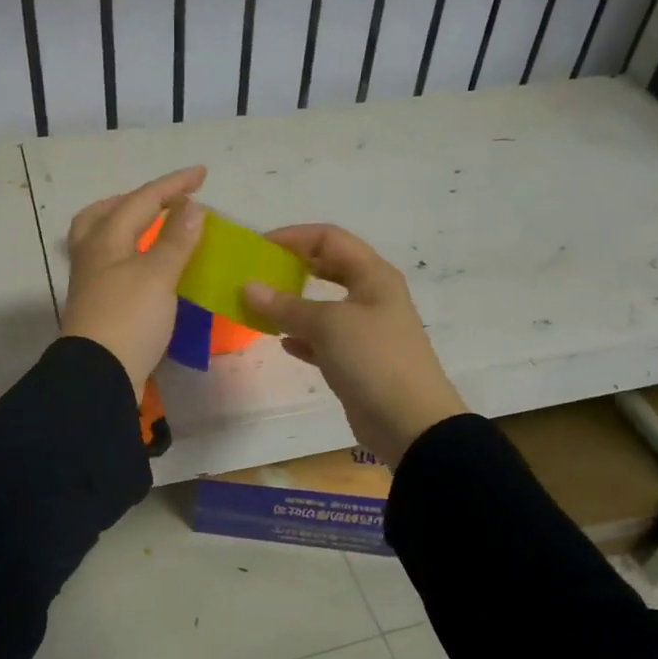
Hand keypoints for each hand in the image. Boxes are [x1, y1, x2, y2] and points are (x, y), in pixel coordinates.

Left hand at [59, 166, 207, 398]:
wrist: (99, 374)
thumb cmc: (129, 319)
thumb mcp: (158, 276)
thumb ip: (176, 240)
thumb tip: (191, 207)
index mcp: (106, 239)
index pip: (142, 200)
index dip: (173, 185)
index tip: (202, 174)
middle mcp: (93, 255)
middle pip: (107, 213)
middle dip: (138, 201)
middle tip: (165, 200)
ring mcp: (91, 282)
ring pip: (102, 239)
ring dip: (127, 226)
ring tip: (152, 228)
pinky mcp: (98, 305)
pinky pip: (112, 264)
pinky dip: (131, 254)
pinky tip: (147, 266)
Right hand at [245, 224, 466, 466]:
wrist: (409, 421)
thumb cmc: (373, 359)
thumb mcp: (328, 325)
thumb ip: (286, 306)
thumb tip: (248, 288)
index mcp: (373, 275)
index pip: (329, 238)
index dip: (293, 237)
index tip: (257, 248)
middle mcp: (371, 296)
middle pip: (327, 268)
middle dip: (292, 268)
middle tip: (257, 274)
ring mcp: (366, 330)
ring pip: (323, 307)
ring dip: (292, 305)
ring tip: (258, 308)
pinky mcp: (357, 361)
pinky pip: (323, 340)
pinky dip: (302, 337)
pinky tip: (281, 342)